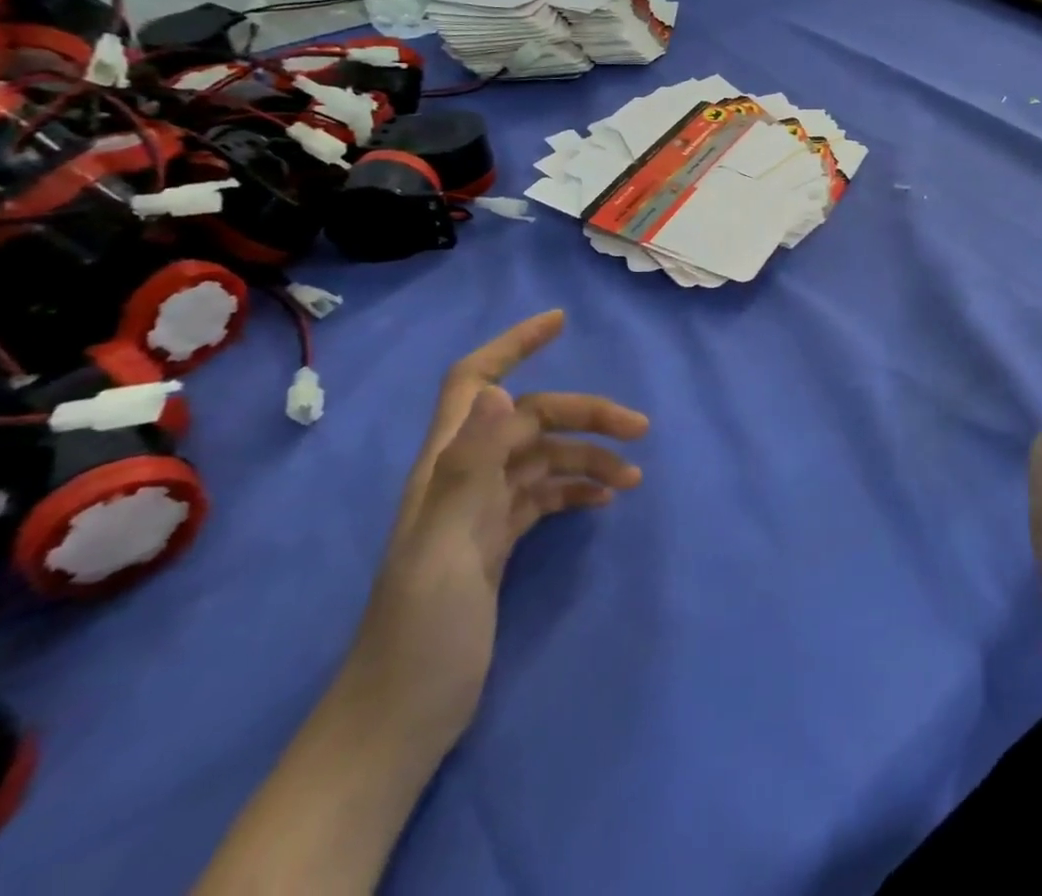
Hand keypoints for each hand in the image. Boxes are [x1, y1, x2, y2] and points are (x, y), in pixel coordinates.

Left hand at [340, 310, 648, 756]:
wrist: (401, 719)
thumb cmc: (420, 631)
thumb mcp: (443, 547)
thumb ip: (468, 468)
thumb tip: (504, 394)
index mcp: (446, 465)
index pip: (476, 382)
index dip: (514, 344)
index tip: (561, 322)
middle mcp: (465, 476)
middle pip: (532, 419)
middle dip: (585, 414)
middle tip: (639, 429)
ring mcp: (483, 510)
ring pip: (545, 458)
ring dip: (590, 457)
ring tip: (634, 477)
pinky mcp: (498, 542)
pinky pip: (546, 496)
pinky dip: (578, 489)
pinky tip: (605, 501)